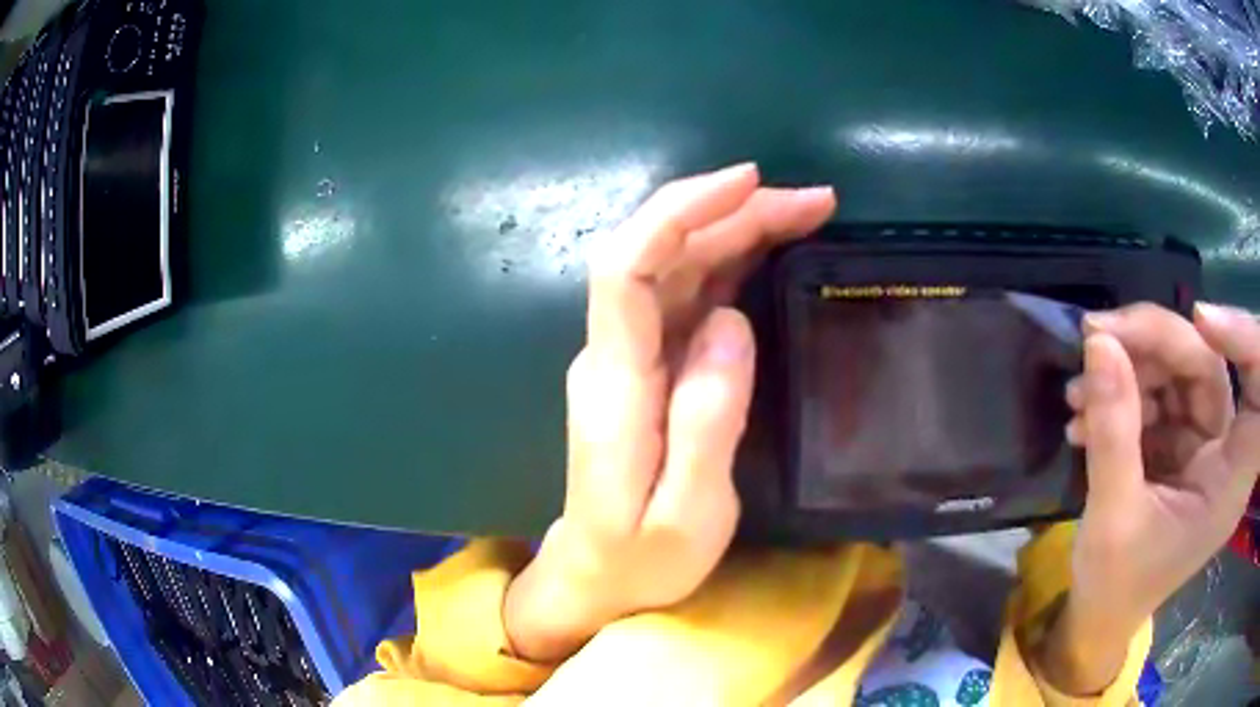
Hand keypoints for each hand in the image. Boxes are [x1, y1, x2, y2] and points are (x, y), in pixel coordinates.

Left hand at [504, 163, 835, 661]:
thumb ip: (705, 420)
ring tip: (806, 212)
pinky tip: (770, 250)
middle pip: (662, 254)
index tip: (744, 183)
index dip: (678, 213)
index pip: (627, 269)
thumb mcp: (686, 513)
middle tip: (813, 201)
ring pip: (679, 267)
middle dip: (733, 213)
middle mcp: (614, 354)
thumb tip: (730, 321)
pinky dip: (731, 263)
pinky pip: (688, 296)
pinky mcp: (649, 367)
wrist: (596, 577)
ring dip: (738, 229)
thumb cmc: (640, 559)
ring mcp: (630, 357)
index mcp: (616, 385)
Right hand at [1043, 302, 1259, 693]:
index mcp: (1231, 483)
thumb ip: (1113, 433)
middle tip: (1097, 337)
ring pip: (1181, 367)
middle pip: (1209, 363)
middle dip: (1155, 341)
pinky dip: (1122, 390)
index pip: (1259, 392)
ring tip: (1077, 392)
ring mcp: (1204, 441)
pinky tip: (1084, 415)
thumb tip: (1099, 343)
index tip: (1199, 321)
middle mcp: (1226, 450)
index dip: (1244, 341)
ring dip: (1131, 365)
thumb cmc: (1114, 588)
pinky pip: (1159, 389)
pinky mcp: (1181, 438)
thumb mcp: (1112, 521)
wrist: (1098, 615)